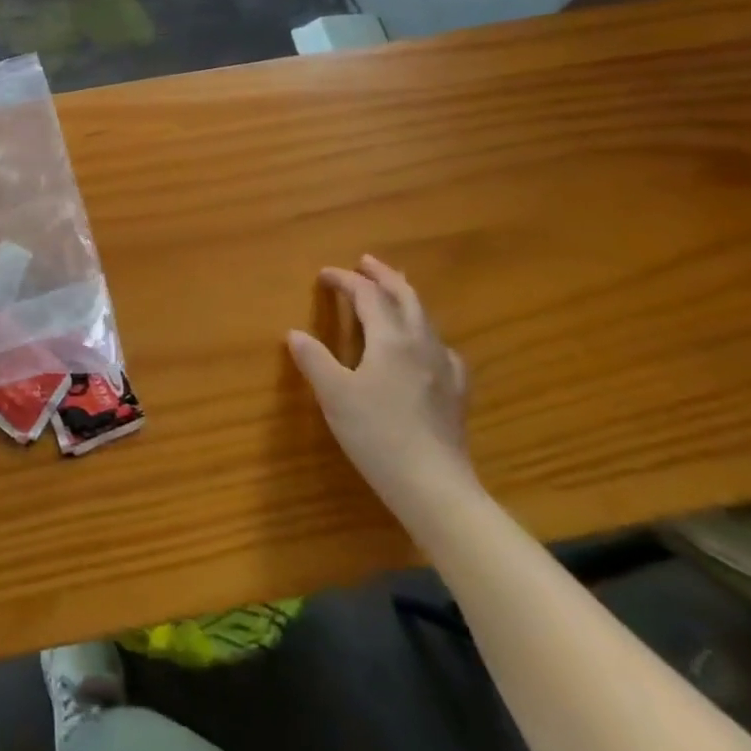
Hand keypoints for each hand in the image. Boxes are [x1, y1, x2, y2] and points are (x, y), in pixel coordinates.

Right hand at [288, 255, 477, 529]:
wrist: (434, 487)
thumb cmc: (377, 434)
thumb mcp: (334, 394)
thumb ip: (314, 359)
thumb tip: (295, 333)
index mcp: (391, 339)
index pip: (368, 295)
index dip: (346, 280)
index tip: (324, 275)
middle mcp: (421, 344)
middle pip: (406, 297)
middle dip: (384, 277)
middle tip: (365, 263)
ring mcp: (444, 369)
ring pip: (426, 319)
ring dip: (405, 299)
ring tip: (392, 294)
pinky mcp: (455, 393)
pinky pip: (442, 349)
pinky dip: (427, 334)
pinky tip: (426, 347)